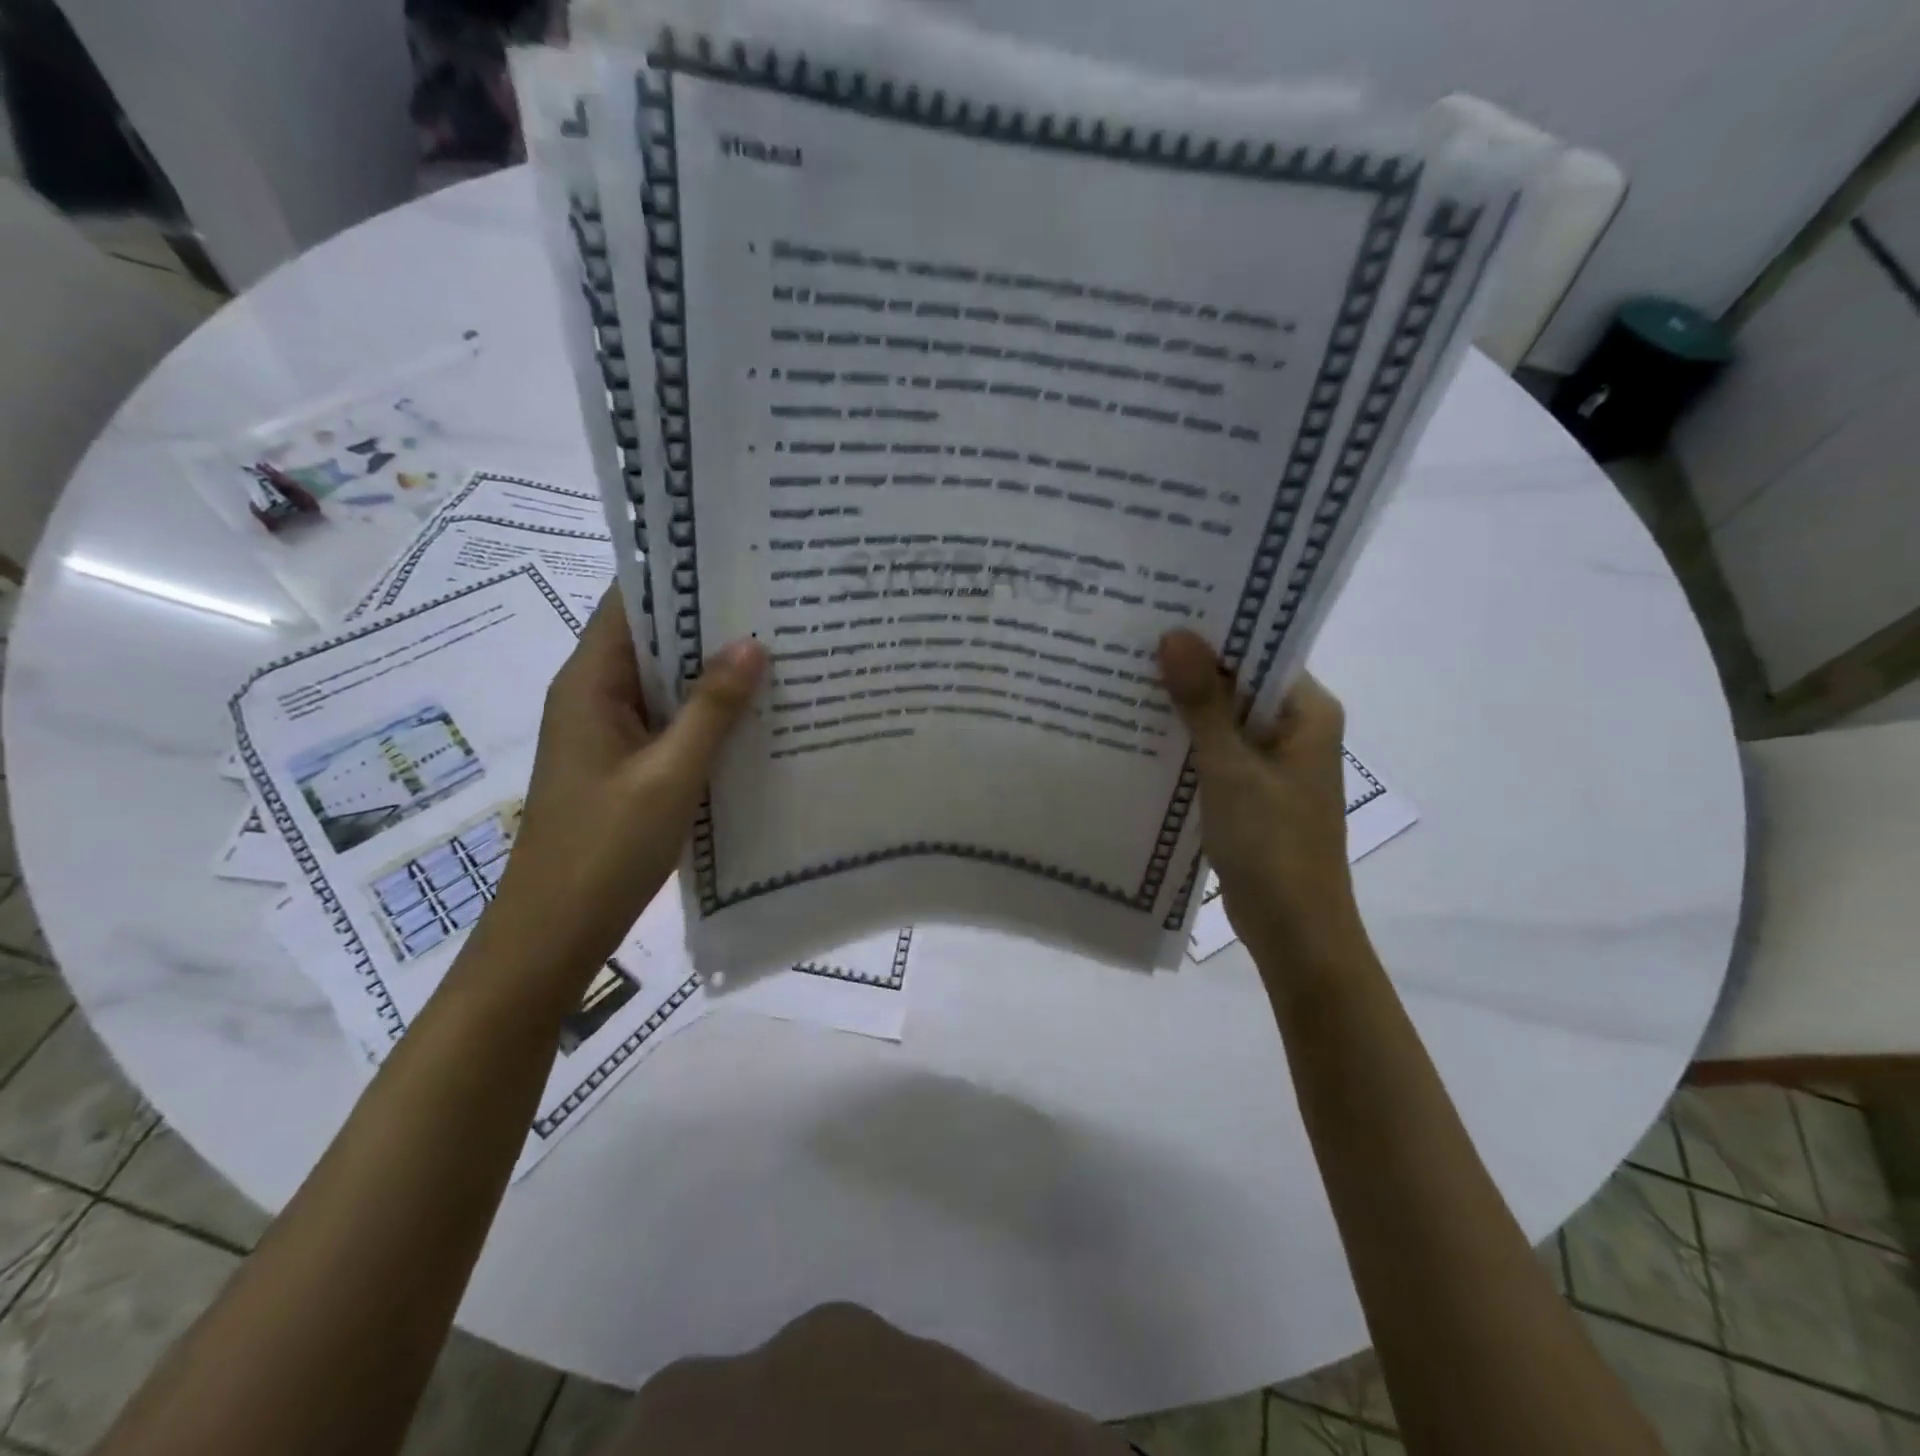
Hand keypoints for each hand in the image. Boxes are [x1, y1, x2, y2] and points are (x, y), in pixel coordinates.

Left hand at [487, 591, 765, 974]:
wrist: (553, 934)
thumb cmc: (604, 849)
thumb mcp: (669, 774)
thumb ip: (712, 708)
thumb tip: (752, 644)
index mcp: (589, 683)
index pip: (630, 603)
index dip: (680, 576)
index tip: (740, 561)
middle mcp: (594, 697)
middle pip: (652, 640)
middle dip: (709, 623)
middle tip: (778, 605)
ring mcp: (609, 734)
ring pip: (665, 684)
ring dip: (712, 670)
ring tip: (780, 650)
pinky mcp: (625, 765)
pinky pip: (669, 722)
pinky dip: (706, 712)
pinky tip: (756, 713)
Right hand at [1157, 630, 1363, 965]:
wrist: (1294, 930)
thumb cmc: (1272, 844)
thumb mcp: (1231, 768)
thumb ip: (1203, 703)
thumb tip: (1175, 634)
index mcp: (1308, 712)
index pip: (1260, 652)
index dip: (1214, 631)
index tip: (1162, 611)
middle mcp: (1295, 728)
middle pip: (1238, 684)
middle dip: (1190, 668)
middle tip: (1131, 640)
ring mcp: (1273, 762)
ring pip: (1223, 719)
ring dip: (1183, 707)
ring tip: (1124, 677)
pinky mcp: (1251, 791)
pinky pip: (1216, 752)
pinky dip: (1186, 743)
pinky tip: (1139, 732)